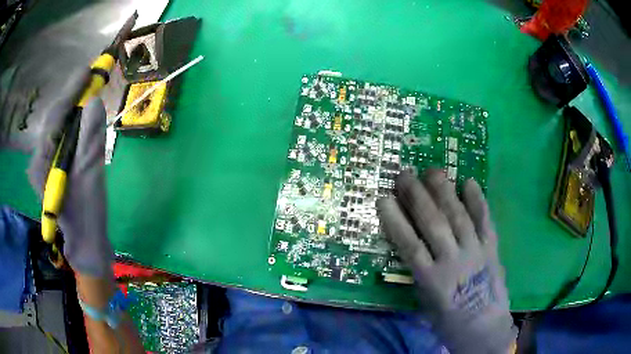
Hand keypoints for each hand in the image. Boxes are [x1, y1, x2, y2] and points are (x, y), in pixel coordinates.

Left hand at [28, 70, 112, 277]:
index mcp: (41, 163)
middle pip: (55, 118)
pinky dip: (74, 121)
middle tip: (92, 77)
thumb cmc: (87, 215)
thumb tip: (94, 102)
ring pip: (58, 125)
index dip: (71, 91)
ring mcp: (44, 162)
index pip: (54, 117)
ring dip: (73, 106)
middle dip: (73, 95)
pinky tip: (83, 115)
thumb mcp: (90, 176)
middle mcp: (38, 159)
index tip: (89, 69)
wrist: (86, 241)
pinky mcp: (53, 165)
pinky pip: (62, 135)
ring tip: (90, 90)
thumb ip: (89, 138)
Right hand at [378, 170, 515, 353]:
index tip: (383, 198)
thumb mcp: (426, 302)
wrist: (484, 329)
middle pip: (433, 223)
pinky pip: (485, 221)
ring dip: (445, 192)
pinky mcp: (492, 249)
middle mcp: (453, 262)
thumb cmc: (449, 321)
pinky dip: (478, 201)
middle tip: (405, 175)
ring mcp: (475, 252)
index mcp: (431, 280)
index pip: (409, 245)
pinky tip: (470, 182)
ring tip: (433, 171)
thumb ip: (421, 272)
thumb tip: (412, 245)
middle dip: (417, 197)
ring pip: (459, 217)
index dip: (395, 220)